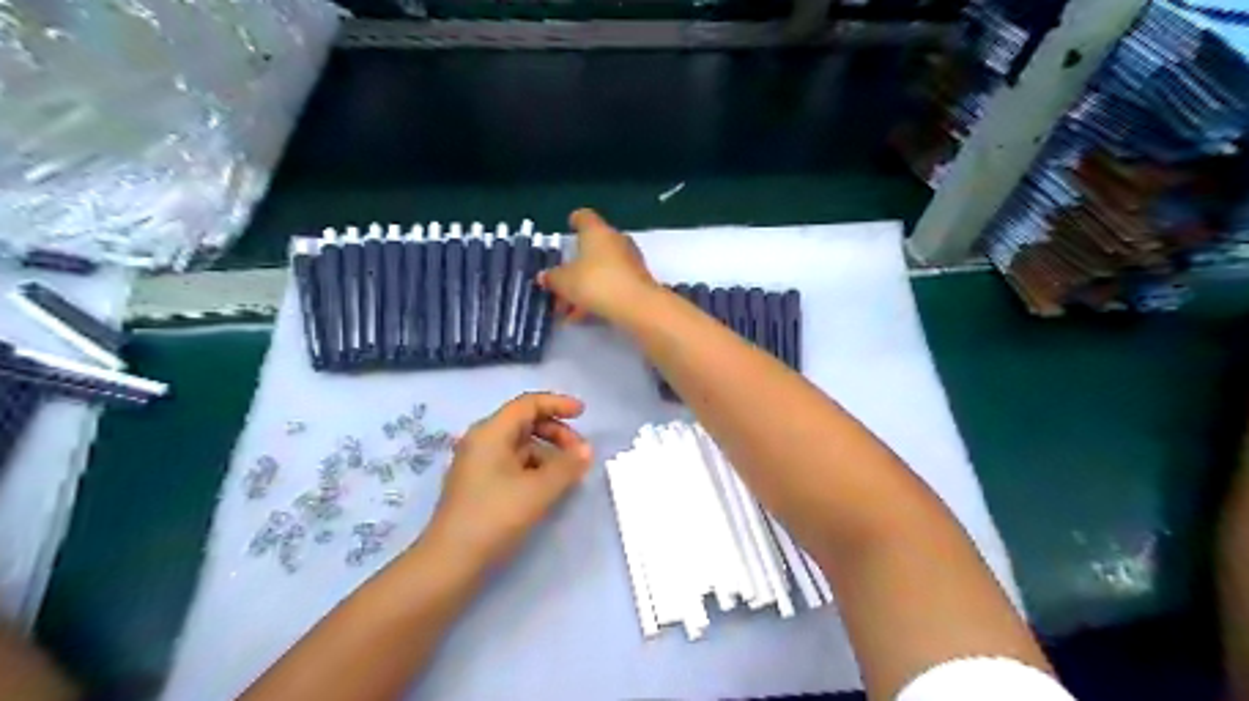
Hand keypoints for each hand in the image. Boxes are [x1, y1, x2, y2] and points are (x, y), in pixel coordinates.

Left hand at [423, 391, 592, 570]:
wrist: (450, 563)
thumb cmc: (494, 517)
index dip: (557, 404)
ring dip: (548, 452)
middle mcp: (482, 441)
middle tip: (579, 453)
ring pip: (520, 445)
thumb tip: (587, 450)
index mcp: (491, 433)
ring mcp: (478, 464)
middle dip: (556, 432)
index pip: (528, 404)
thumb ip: (567, 466)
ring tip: (568, 474)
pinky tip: (548, 487)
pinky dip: (534, 468)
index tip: (583, 413)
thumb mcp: (538, 490)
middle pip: (525, 423)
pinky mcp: (479, 485)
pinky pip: (512, 464)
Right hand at [537, 207, 655, 322]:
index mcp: (597, 231)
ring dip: (585, 286)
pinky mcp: (638, 281)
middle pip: (593, 248)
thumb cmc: (596, 283)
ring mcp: (630, 261)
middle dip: (576, 265)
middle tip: (560, 281)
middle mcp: (616, 241)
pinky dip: (598, 296)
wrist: (637, 306)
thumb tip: (544, 276)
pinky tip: (584, 316)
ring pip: (601, 270)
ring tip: (568, 309)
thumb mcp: (564, 282)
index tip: (569, 226)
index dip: (575, 221)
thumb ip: (552, 278)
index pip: (584, 217)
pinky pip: (612, 284)